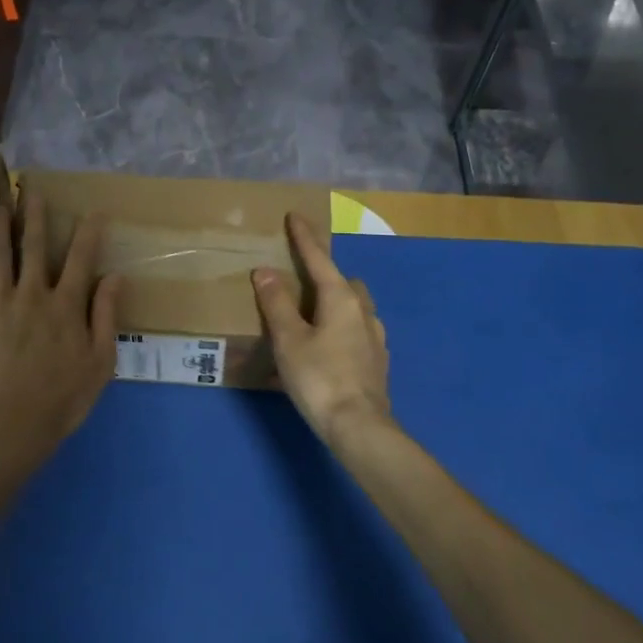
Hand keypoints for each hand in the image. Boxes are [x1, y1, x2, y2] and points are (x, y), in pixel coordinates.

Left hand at [0, 195, 121, 458]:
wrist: (11, 425)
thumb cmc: (62, 399)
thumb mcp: (100, 362)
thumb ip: (106, 316)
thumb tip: (115, 277)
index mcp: (66, 305)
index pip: (81, 259)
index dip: (88, 232)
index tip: (93, 211)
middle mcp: (32, 293)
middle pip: (35, 246)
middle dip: (35, 216)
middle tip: (32, 192)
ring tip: (0, 206)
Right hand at [252, 212, 392, 445]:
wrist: (359, 427)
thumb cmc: (319, 378)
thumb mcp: (289, 339)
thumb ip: (277, 303)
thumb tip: (265, 271)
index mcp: (341, 299)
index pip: (319, 259)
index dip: (305, 238)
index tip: (296, 215)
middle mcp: (363, 312)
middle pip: (344, 282)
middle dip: (326, 275)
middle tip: (302, 280)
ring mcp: (375, 338)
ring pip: (355, 308)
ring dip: (336, 303)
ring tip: (312, 315)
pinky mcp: (377, 362)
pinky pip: (356, 332)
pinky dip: (340, 329)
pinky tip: (328, 348)